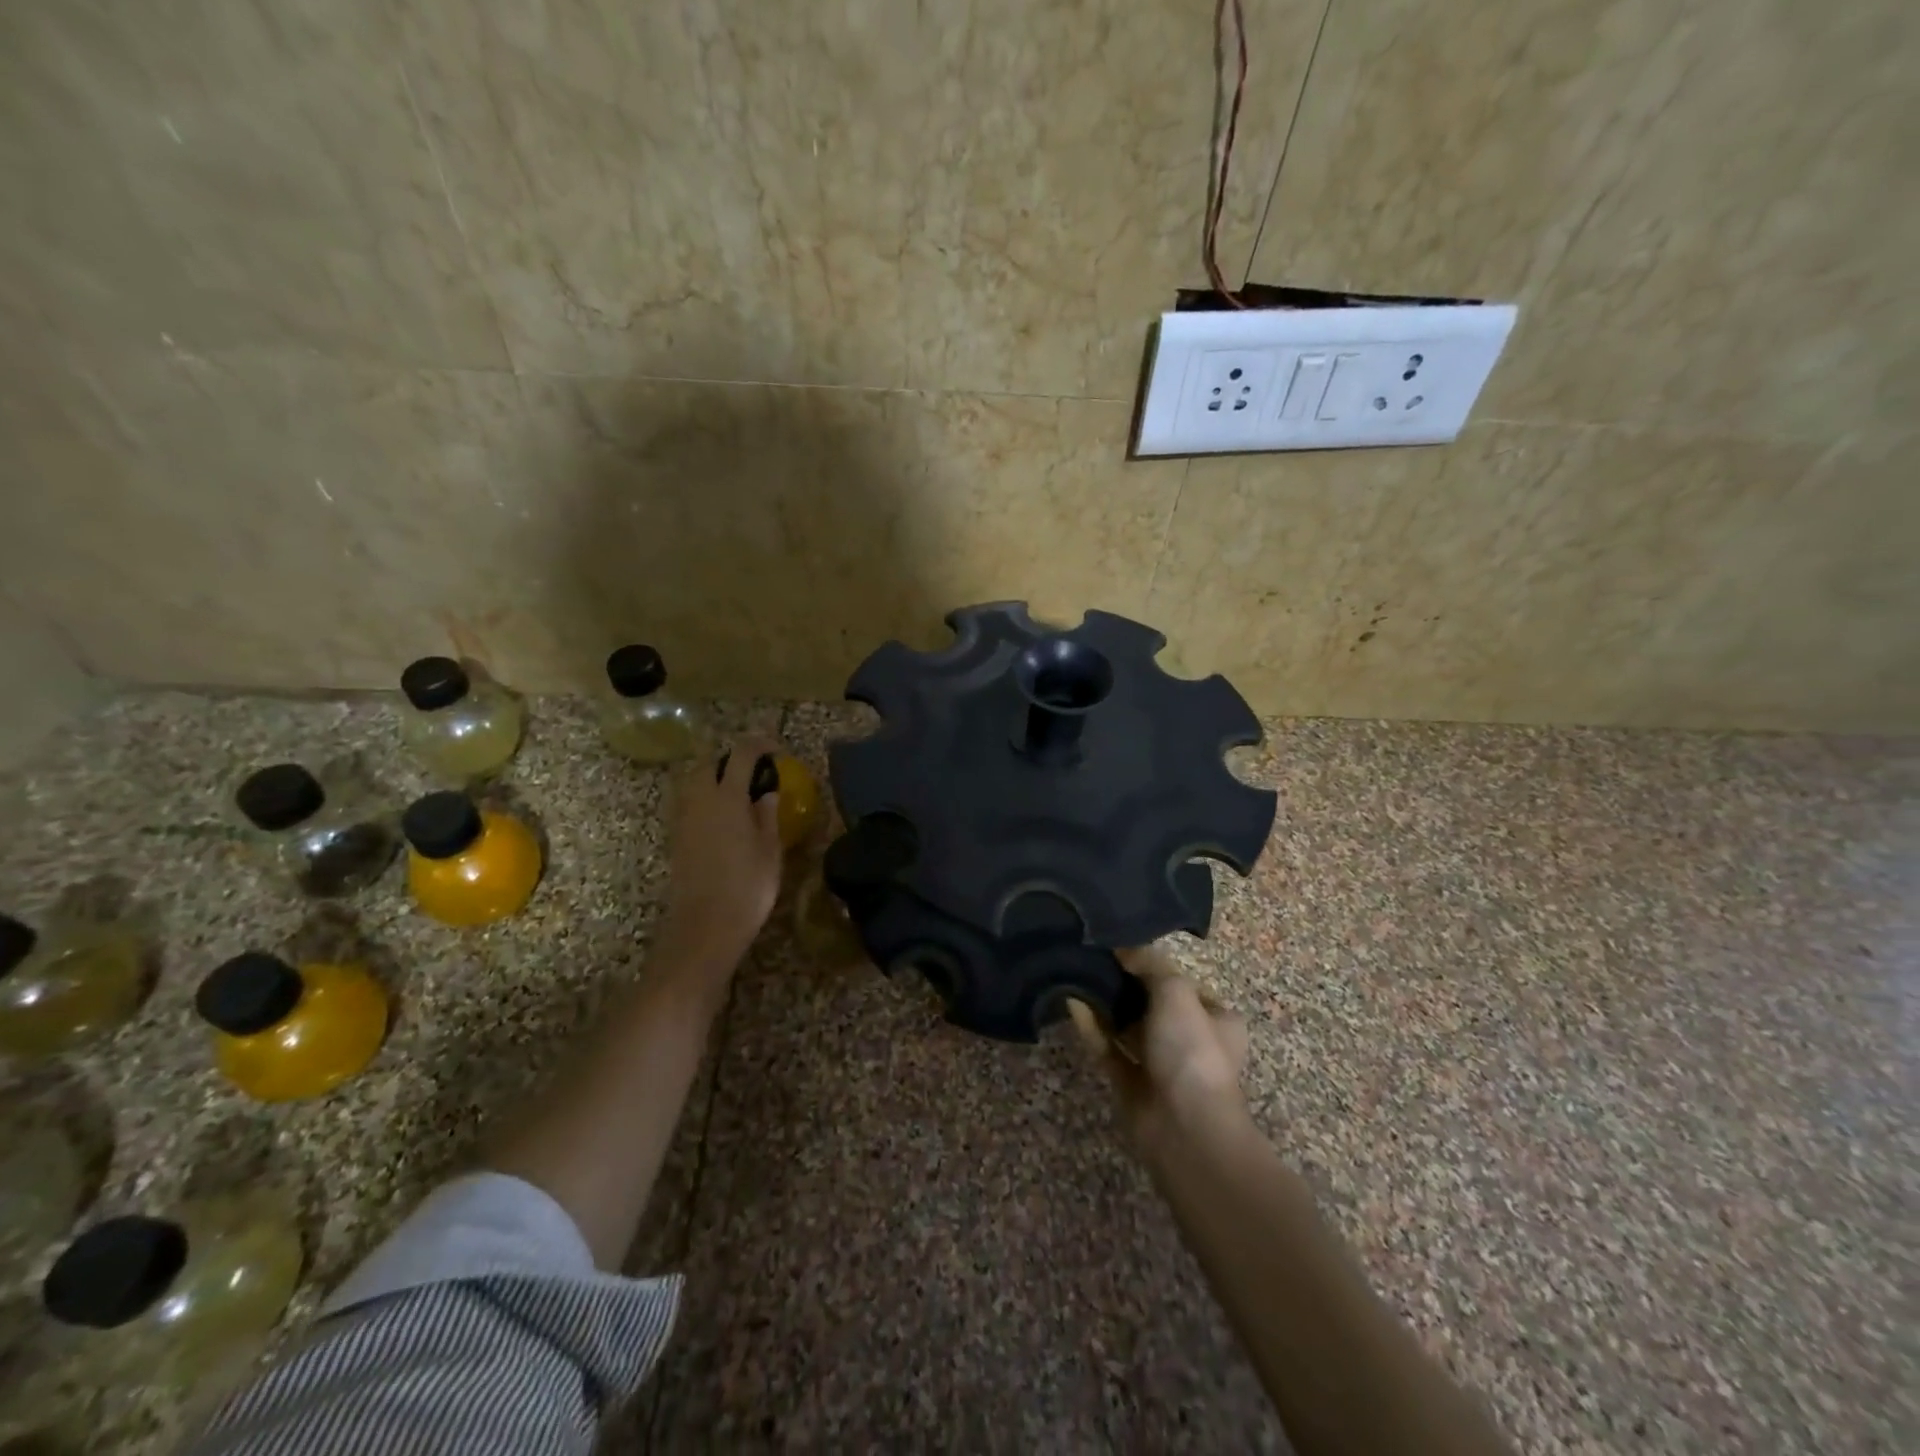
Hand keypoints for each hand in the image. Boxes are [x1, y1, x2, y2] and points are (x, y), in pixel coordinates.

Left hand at [656, 738, 784, 989]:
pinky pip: (690, 804)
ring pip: (695, 782)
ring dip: (716, 778)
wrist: (704, 927)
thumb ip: (767, 815)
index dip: (760, 744)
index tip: (777, 750)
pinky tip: (726, 819)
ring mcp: (683, 820)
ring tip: (742, 794)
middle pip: (710, 763)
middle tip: (756, 772)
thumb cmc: (747, 888)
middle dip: (732, 759)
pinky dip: (707, 799)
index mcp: (727, 798)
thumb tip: (766, 793)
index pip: (741, 754)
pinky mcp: (677, 838)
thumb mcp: (770, 850)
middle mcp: (700, 800)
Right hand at [1069, 943, 1250, 1158]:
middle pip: (1153, 1003)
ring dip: (1106, 1003)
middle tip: (1095, 957)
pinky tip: (1072, 1001)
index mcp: (1217, 1020)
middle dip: (1126, 984)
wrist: (1184, 1126)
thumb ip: (1148, 964)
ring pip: (1128, 1026)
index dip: (1157, 966)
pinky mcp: (1131, 1082)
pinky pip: (1108, 1046)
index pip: (1185, 984)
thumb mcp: (1175, 991)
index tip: (1124, 948)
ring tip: (1079, 972)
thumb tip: (1122, 947)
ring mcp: (1161, 1064)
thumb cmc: (1191, 1050)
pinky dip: (1092, 1026)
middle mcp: (1191, 1041)